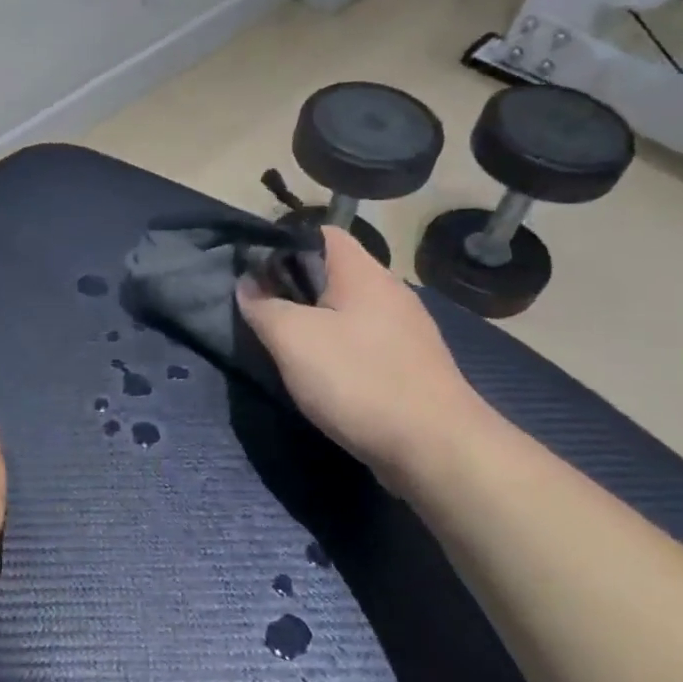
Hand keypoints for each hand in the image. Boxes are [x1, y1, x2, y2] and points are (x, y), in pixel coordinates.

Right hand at [238, 227, 495, 478]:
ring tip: (283, 346)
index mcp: (364, 273)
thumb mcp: (293, 339)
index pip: (319, 233)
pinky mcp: (410, 365)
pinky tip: (321, 376)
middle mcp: (389, 292)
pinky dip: (337, 351)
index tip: (250, 269)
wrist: (435, 449)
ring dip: (313, 323)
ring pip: (346, 311)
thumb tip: (247, 283)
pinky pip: (362, 343)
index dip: (281, 243)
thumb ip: (264, 306)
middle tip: (259, 311)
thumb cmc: (359, 381)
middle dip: (292, 288)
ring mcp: (404, 330)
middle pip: (331, 273)